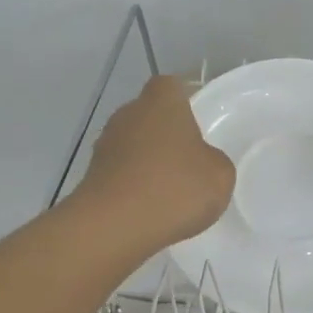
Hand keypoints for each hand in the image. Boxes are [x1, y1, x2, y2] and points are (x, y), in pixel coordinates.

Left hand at [78, 75, 234, 252]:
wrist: (114, 227)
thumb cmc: (174, 188)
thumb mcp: (220, 175)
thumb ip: (214, 160)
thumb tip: (201, 161)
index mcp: (161, 102)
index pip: (171, 86)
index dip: (186, 99)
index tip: (200, 119)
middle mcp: (128, 115)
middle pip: (150, 115)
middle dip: (167, 132)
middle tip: (190, 158)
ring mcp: (105, 145)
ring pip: (134, 144)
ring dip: (149, 159)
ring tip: (171, 189)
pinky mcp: (92, 176)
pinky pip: (122, 172)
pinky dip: (135, 184)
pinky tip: (151, 208)